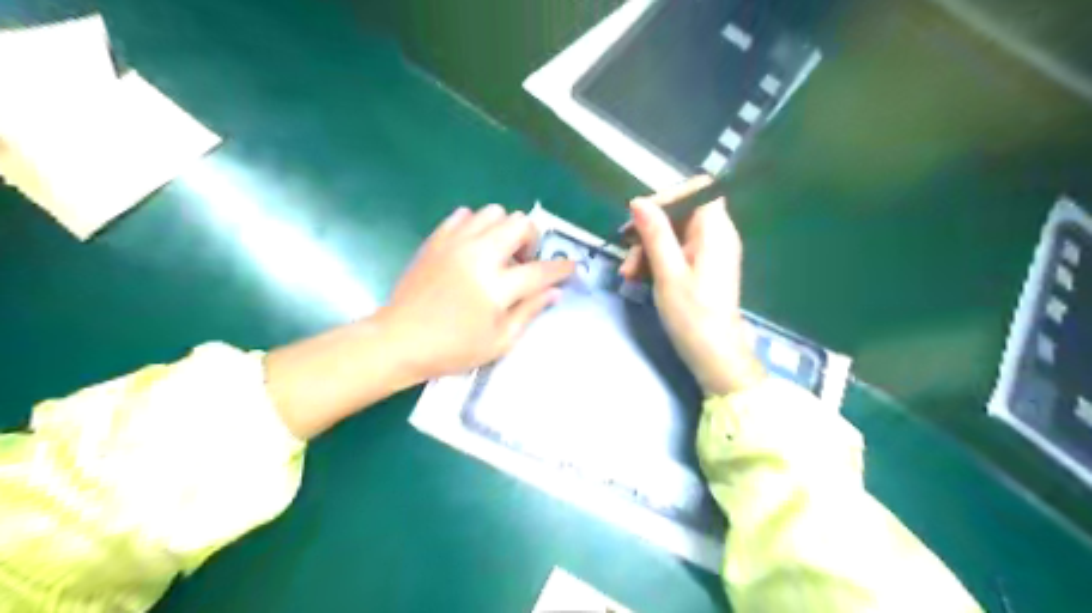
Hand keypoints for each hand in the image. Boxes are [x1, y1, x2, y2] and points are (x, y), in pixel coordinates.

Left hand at [378, 205, 575, 380]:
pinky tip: (473, 248)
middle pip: (520, 224)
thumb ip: (530, 312)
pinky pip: (464, 215)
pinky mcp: (436, 239)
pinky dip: (476, 226)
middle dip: (532, 240)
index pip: (541, 270)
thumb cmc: (452, 349)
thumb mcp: (499, 341)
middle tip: (524, 263)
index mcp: (496, 286)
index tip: (571, 268)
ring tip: (498, 254)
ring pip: (494, 212)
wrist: (399, 340)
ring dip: (504, 229)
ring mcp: (455, 243)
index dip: (562, 268)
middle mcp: (479, 255)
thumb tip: (554, 292)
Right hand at [618, 178, 760, 397]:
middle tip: (626, 251)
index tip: (642, 214)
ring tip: (628, 274)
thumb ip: (655, 234)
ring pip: (674, 234)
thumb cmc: (693, 314)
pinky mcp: (702, 268)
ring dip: (648, 249)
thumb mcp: (668, 272)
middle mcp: (717, 236)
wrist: (714, 354)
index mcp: (715, 231)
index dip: (669, 195)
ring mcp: (710, 253)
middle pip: (681, 213)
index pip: (699, 189)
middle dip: (649, 229)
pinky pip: (677, 252)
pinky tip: (638, 278)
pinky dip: (657, 260)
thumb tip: (639, 201)